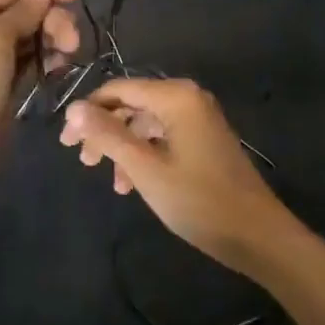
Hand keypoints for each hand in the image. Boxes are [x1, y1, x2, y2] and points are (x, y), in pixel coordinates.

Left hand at [0, 0, 79, 215]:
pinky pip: (32, 65)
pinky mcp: (4, 89)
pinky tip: (61, 68)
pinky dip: (48, 62)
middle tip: (73, 42)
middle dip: (54, 19)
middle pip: (29, 12)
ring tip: (69, 56)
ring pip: (33, 38)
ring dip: (55, 40)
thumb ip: (22, 14)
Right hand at [60, 79, 294, 275]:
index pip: (119, 89)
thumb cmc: (199, 200)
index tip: (66, 142)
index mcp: (175, 96)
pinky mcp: (204, 137)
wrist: (258, 235)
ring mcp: (198, 117)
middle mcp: (187, 97)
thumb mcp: (146, 170)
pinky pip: (164, 135)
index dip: (88, 111)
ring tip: (109, 180)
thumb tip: (73, 107)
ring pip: (146, 122)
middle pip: (132, 104)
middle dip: (104, 131)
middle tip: (82, 161)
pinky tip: (132, 184)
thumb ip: (108, 135)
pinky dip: (144, 154)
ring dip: (123, 147)